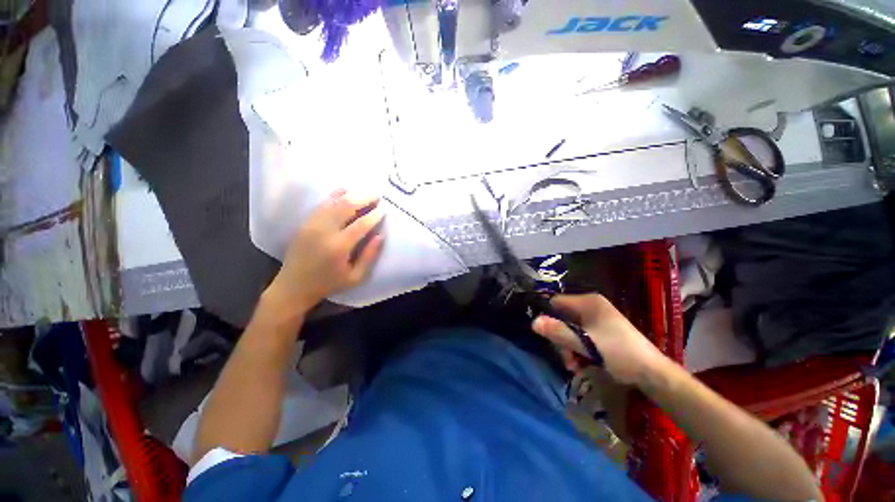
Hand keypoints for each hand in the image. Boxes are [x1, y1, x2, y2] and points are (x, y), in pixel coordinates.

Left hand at [266, 189, 384, 312]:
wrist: (293, 286)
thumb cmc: (328, 283)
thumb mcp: (355, 277)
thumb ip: (369, 256)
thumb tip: (380, 236)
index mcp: (339, 247)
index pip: (361, 224)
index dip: (375, 215)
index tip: (384, 209)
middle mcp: (324, 231)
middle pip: (346, 206)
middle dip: (364, 198)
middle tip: (377, 195)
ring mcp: (312, 224)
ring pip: (334, 202)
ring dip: (351, 194)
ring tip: (365, 192)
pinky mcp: (305, 223)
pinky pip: (322, 204)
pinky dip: (335, 195)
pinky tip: (345, 191)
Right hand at [531, 294, 664, 384]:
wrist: (652, 373)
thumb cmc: (618, 353)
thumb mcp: (585, 344)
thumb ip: (558, 332)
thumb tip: (533, 322)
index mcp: (588, 302)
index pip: (556, 302)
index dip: (548, 317)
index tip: (548, 336)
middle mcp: (591, 306)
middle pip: (563, 318)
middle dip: (561, 339)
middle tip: (567, 358)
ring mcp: (597, 318)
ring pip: (571, 329)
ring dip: (569, 348)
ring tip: (575, 365)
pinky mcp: (603, 330)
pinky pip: (582, 336)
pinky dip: (579, 349)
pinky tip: (583, 364)